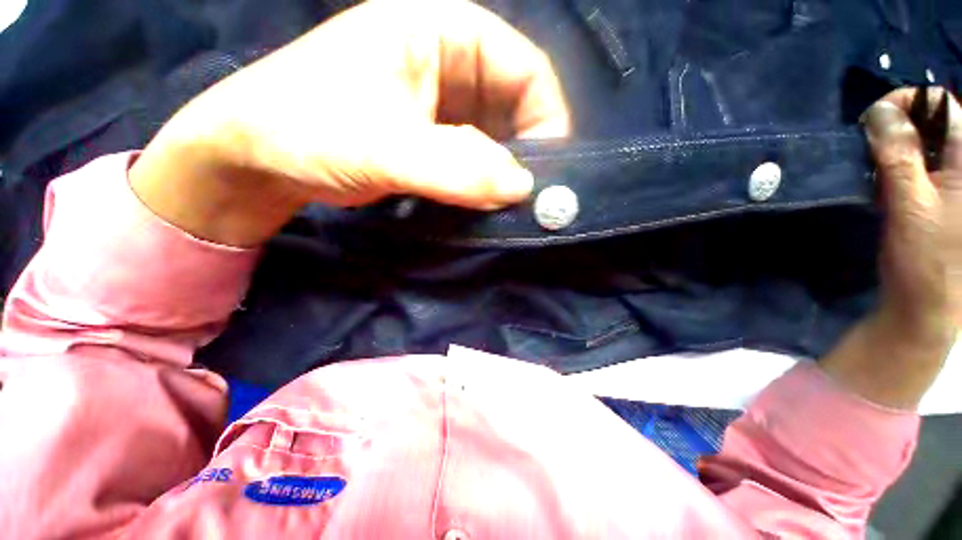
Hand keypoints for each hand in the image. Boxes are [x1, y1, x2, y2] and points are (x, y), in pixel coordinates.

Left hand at [130, 0, 568, 246]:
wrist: (261, 157)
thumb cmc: (307, 130)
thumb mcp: (384, 146)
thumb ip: (455, 167)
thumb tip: (520, 187)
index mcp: (440, 33)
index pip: (523, 67)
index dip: (547, 116)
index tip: (551, 169)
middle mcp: (449, 65)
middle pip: (515, 106)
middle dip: (528, 152)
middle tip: (532, 197)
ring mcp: (442, 107)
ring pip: (498, 138)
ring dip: (506, 173)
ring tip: (510, 205)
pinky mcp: (434, 142)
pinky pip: (477, 160)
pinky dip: (486, 182)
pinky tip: (485, 204)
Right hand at [822, 88, 959, 408]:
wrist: (926, 307)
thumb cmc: (926, 259)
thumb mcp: (910, 205)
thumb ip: (898, 155)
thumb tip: (879, 110)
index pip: (945, 105)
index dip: (909, 102)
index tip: (873, 119)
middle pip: (937, 121)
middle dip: (901, 126)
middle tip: (871, 146)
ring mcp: (955, 182)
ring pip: (927, 143)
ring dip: (899, 147)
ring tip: (876, 167)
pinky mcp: (942, 197)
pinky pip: (922, 165)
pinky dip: (901, 165)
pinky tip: (886, 182)